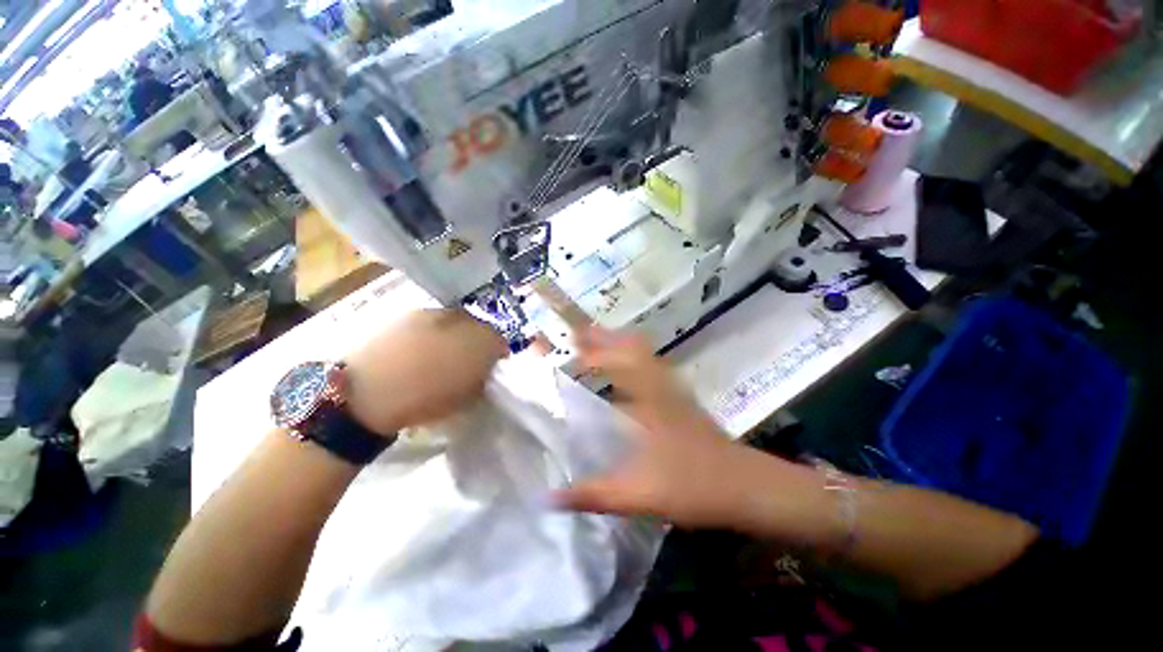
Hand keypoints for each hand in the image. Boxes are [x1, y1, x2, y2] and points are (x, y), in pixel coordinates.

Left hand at [343, 309, 506, 435]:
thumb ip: (482, 377)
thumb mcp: (466, 398)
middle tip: (468, 358)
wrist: (365, 394)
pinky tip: (420, 348)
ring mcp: (433, 314)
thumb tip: (485, 367)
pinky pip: (431, 320)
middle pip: (479, 325)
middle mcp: (460, 320)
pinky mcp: (407, 315)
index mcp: (479, 341)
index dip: (497, 352)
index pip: (498, 340)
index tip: (491, 365)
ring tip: (442, 352)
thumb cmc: (424, 401)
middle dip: (478, 339)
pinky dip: (433, 331)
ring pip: (455, 320)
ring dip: (456, 333)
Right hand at [554, 327, 759, 527]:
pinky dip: (639, 360)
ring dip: (623, 345)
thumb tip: (549, 497)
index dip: (592, 352)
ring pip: (647, 356)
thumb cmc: (693, 485)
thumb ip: (593, 494)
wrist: (748, 487)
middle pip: (633, 350)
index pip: (617, 364)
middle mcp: (661, 388)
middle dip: (606, 339)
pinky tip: (634, 370)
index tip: (572, 344)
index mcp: (648, 401)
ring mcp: (675, 393)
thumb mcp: (638, 493)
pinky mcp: (684, 402)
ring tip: (604, 341)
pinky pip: (656, 369)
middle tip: (583, 332)